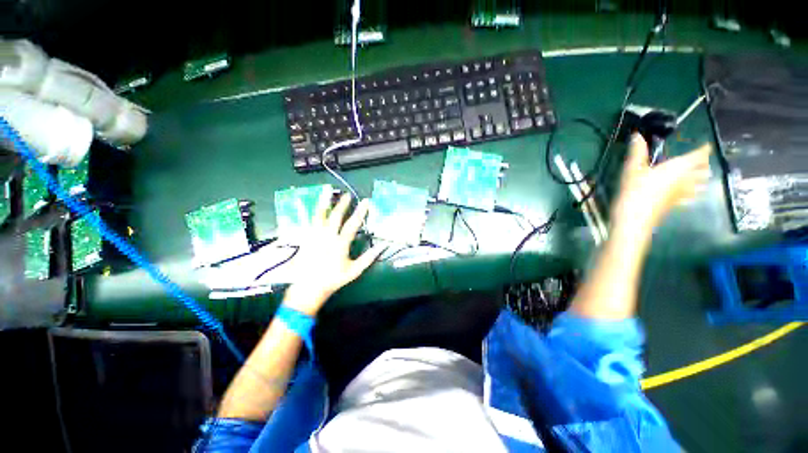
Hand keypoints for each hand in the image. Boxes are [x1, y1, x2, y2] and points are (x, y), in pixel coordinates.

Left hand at [283, 192, 384, 315]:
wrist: (309, 287)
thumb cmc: (334, 278)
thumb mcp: (355, 270)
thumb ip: (369, 257)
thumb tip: (383, 246)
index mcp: (340, 244)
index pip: (352, 224)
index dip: (360, 212)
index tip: (366, 201)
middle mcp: (326, 236)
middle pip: (335, 216)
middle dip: (343, 204)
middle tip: (348, 195)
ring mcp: (314, 236)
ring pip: (319, 215)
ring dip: (324, 202)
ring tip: (326, 190)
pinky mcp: (305, 238)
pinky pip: (309, 221)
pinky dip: (312, 211)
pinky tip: (312, 205)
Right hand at [611, 134, 711, 231]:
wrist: (634, 218)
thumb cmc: (635, 191)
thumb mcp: (632, 169)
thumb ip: (637, 152)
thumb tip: (637, 135)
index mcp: (678, 168)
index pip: (698, 155)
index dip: (703, 149)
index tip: (706, 144)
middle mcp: (685, 180)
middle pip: (702, 170)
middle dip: (703, 164)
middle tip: (700, 159)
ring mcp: (681, 194)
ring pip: (699, 184)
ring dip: (701, 178)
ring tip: (699, 175)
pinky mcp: (675, 204)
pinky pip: (690, 196)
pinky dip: (692, 192)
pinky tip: (688, 193)